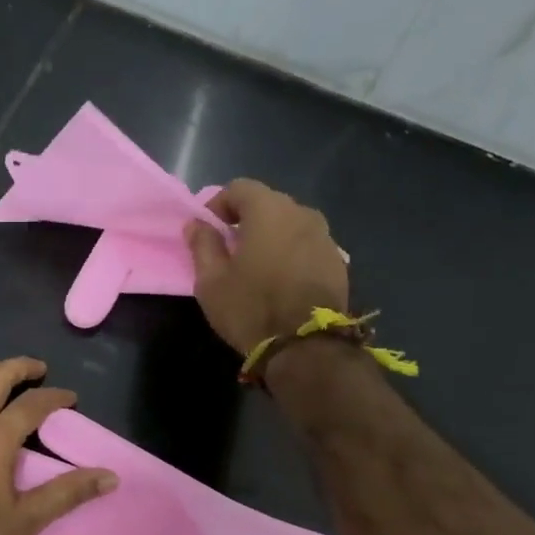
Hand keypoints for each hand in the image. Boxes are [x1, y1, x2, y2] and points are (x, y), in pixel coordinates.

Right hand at [184, 179, 349, 355]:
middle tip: (229, 248)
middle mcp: (302, 214)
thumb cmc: (251, 308)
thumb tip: (196, 224)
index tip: (207, 229)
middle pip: (268, 203)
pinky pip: (307, 246)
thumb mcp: (211, 281)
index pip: (240, 188)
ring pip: (291, 225)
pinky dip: (291, 253)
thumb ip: (202, 245)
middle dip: (246, 219)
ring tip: (257, 265)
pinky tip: (281, 280)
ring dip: (271, 236)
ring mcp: (325, 237)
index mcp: (268, 211)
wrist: (306, 346)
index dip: (219, 204)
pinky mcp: (338, 262)